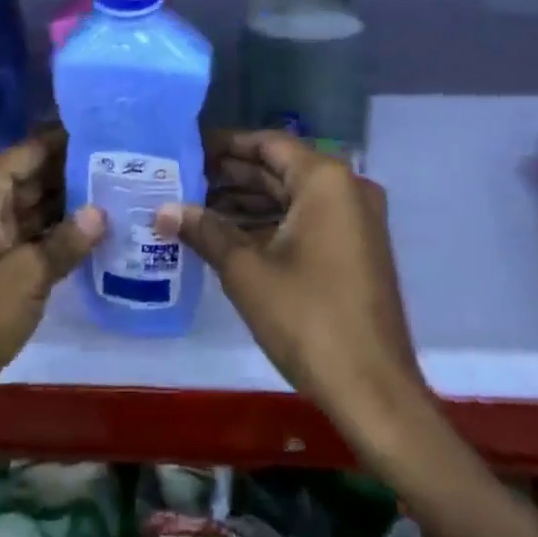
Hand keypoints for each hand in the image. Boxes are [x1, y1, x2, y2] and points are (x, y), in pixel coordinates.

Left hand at [0, 130, 105, 440]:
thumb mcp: (24, 277)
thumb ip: (65, 241)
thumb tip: (101, 211)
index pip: (30, 151)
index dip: (66, 139)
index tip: (109, 129)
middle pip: (36, 180)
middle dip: (76, 173)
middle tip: (127, 164)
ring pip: (39, 214)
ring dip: (74, 209)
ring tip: (124, 194)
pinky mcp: (0, 278)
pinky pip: (37, 246)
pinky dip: (63, 242)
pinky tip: (102, 239)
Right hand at [155, 132, 426, 437]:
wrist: (375, 393)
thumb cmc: (309, 319)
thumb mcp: (247, 272)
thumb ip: (205, 231)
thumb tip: (162, 210)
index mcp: (325, 179)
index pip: (267, 143)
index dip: (225, 145)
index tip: (188, 149)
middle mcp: (346, 188)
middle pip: (280, 168)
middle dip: (232, 175)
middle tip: (184, 179)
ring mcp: (355, 219)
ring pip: (292, 196)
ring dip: (249, 201)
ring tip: (197, 207)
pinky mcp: (355, 248)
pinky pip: (307, 219)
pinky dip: (272, 223)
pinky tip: (231, 235)